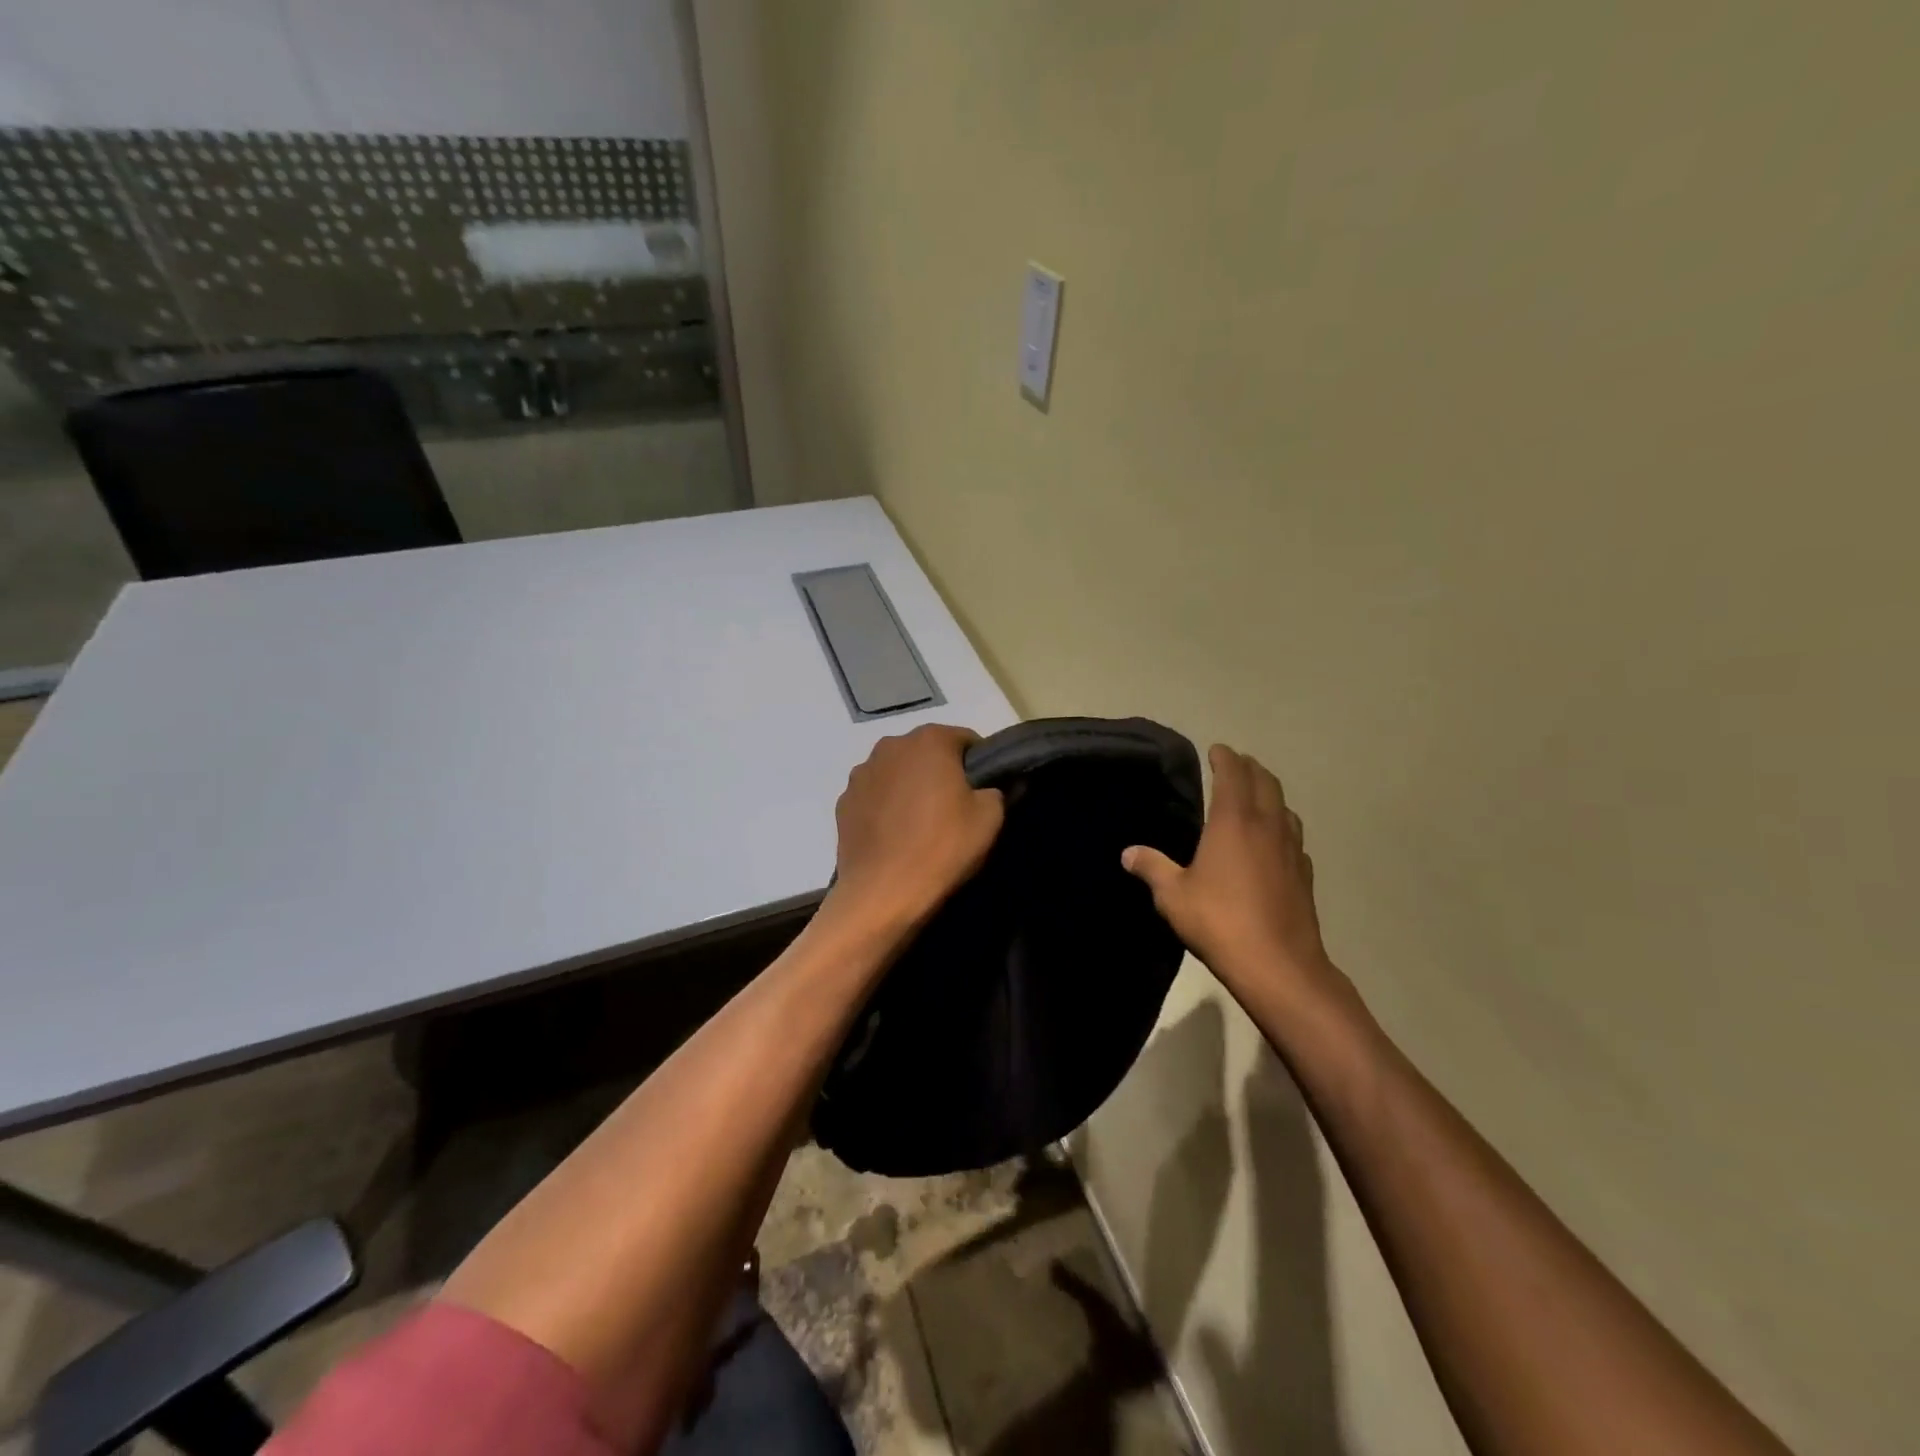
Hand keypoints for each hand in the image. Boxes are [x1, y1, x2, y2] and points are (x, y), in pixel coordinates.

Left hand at [825, 724, 1004, 933]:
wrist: (882, 893)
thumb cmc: (942, 848)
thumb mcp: (990, 818)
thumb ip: (997, 790)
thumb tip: (993, 786)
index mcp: (929, 740)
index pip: (965, 739)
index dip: (980, 764)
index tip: (984, 791)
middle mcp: (890, 745)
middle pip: (927, 752)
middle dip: (941, 772)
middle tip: (955, 808)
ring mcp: (861, 773)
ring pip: (897, 772)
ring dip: (910, 787)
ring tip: (921, 824)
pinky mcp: (843, 801)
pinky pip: (874, 796)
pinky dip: (886, 807)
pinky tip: (895, 836)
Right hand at [1122, 745, 1334, 994]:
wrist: (1278, 965)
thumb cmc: (1219, 921)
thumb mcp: (1173, 895)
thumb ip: (1151, 868)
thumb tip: (1128, 853)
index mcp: (1233, 821)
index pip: (1233, 774)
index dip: (1225, 758)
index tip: (1217, 750)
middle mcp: (1267, 826)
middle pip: (1266, 783)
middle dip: (1250, 768)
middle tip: (1235, 765)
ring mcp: (1292, 850)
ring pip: (1285, 808)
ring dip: (1270, 795)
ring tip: (1255, 798)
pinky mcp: (1305, 875)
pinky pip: (1294, 838)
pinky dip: (1282, 828)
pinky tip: (1274, 844)